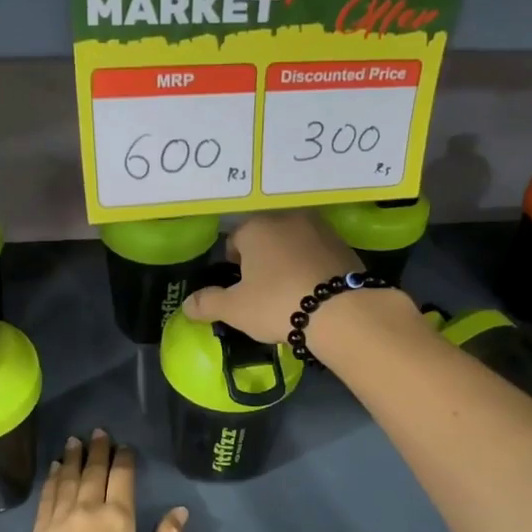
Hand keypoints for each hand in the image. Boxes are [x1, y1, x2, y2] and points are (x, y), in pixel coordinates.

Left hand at [16, 431, 186, 531]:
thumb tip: (180, 510)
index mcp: (118, 518)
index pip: (122, 476)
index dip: (124, 458)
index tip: (124, 445)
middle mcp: (88, 509)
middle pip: (93, 470)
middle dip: (97, 449)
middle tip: (98, 432)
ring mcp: (59, 518)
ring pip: (67, 477)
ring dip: (72, 457)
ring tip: (73, 441)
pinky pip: (47, 495)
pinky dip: (51, 478)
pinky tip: (53, 469)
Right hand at [181, 211, 355, 342]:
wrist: (343, 312)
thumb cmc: (278, 303)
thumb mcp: (235, 309)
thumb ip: (208, 303)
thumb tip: (187, 304)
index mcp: (257, 226)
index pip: (234, 240)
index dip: (232, 266)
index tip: (238, 289)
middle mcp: (288, 218)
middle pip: (265, 238)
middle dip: (261, 261)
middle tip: (262, 293)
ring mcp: (321, 229)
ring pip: (293, 244)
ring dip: (287, 262)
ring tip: (289, 294)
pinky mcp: (345, 245)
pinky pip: (317, 255)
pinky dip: (311, 268)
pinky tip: (313, 292)